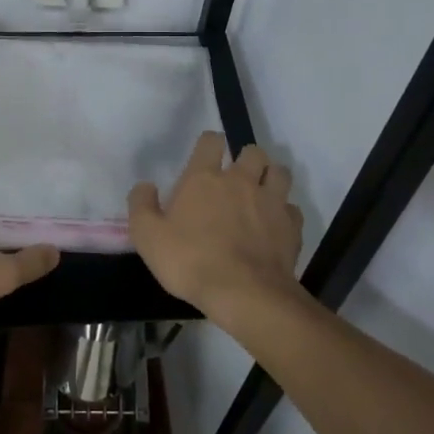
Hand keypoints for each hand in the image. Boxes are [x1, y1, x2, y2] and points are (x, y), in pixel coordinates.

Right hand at [128, 132, 302, 326]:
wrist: (243, 293)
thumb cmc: (190, 261)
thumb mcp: (148, 237)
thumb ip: (141, 206)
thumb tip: (144, 186)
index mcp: (204, 178)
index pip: (211, 140)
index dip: (209, 144)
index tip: (206, 156)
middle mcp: (240, 180)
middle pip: (253, 151)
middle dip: (246, 159)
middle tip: (236, 178)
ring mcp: (270, 201)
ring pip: (279, 172)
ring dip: (271, 178)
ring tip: (261, 194)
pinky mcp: (291, 225)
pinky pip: (292, 209)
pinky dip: (285, 214)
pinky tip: (276, 227)